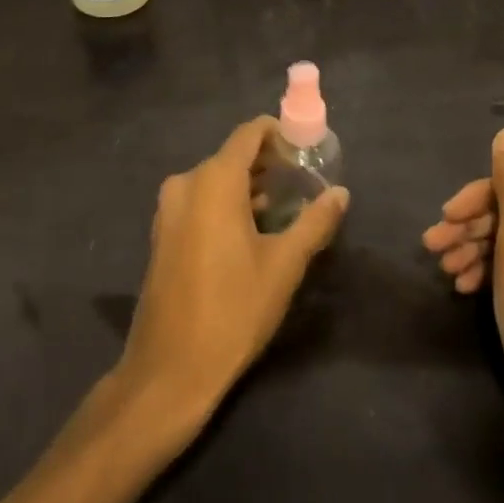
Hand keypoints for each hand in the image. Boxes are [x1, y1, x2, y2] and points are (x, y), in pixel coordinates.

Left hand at [114, 116, 348, 428]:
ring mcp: (168, 210)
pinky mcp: (162, 234)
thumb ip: (315, 222)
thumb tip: (341, 193)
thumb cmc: (233, 309)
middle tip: (302, 180)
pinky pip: (199, 202)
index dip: (279, 134)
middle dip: (267, 163)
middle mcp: (186, 184)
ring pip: (214, 181)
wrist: (170, 368)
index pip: (249, 134)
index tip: (307, 148)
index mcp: (214, 180)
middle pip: (231, 156)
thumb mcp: (284, 265)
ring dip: (247, 186)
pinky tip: (250, 229)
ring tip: (283, 205)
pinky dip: (225, 204)